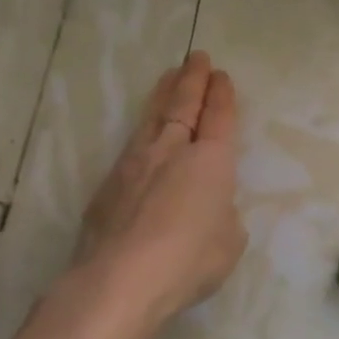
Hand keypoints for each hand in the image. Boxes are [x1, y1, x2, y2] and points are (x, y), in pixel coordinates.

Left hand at [74, 52, 246, 331]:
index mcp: (212, 160)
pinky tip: (142, 137)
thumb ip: (223, 215)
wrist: (120, 280)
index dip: (222, 95)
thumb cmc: (190, 259)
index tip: (221, 75)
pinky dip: (142, 133)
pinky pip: (130, 149)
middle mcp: (173, 151)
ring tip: (168, 77)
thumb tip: (209, 210)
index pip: (219, 117)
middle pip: (184, 105)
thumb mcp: (230, 240)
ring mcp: (135, 165)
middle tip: (196, 57)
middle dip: (192, 79)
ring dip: (163, 94)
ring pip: (152, 118)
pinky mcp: (107, 186)